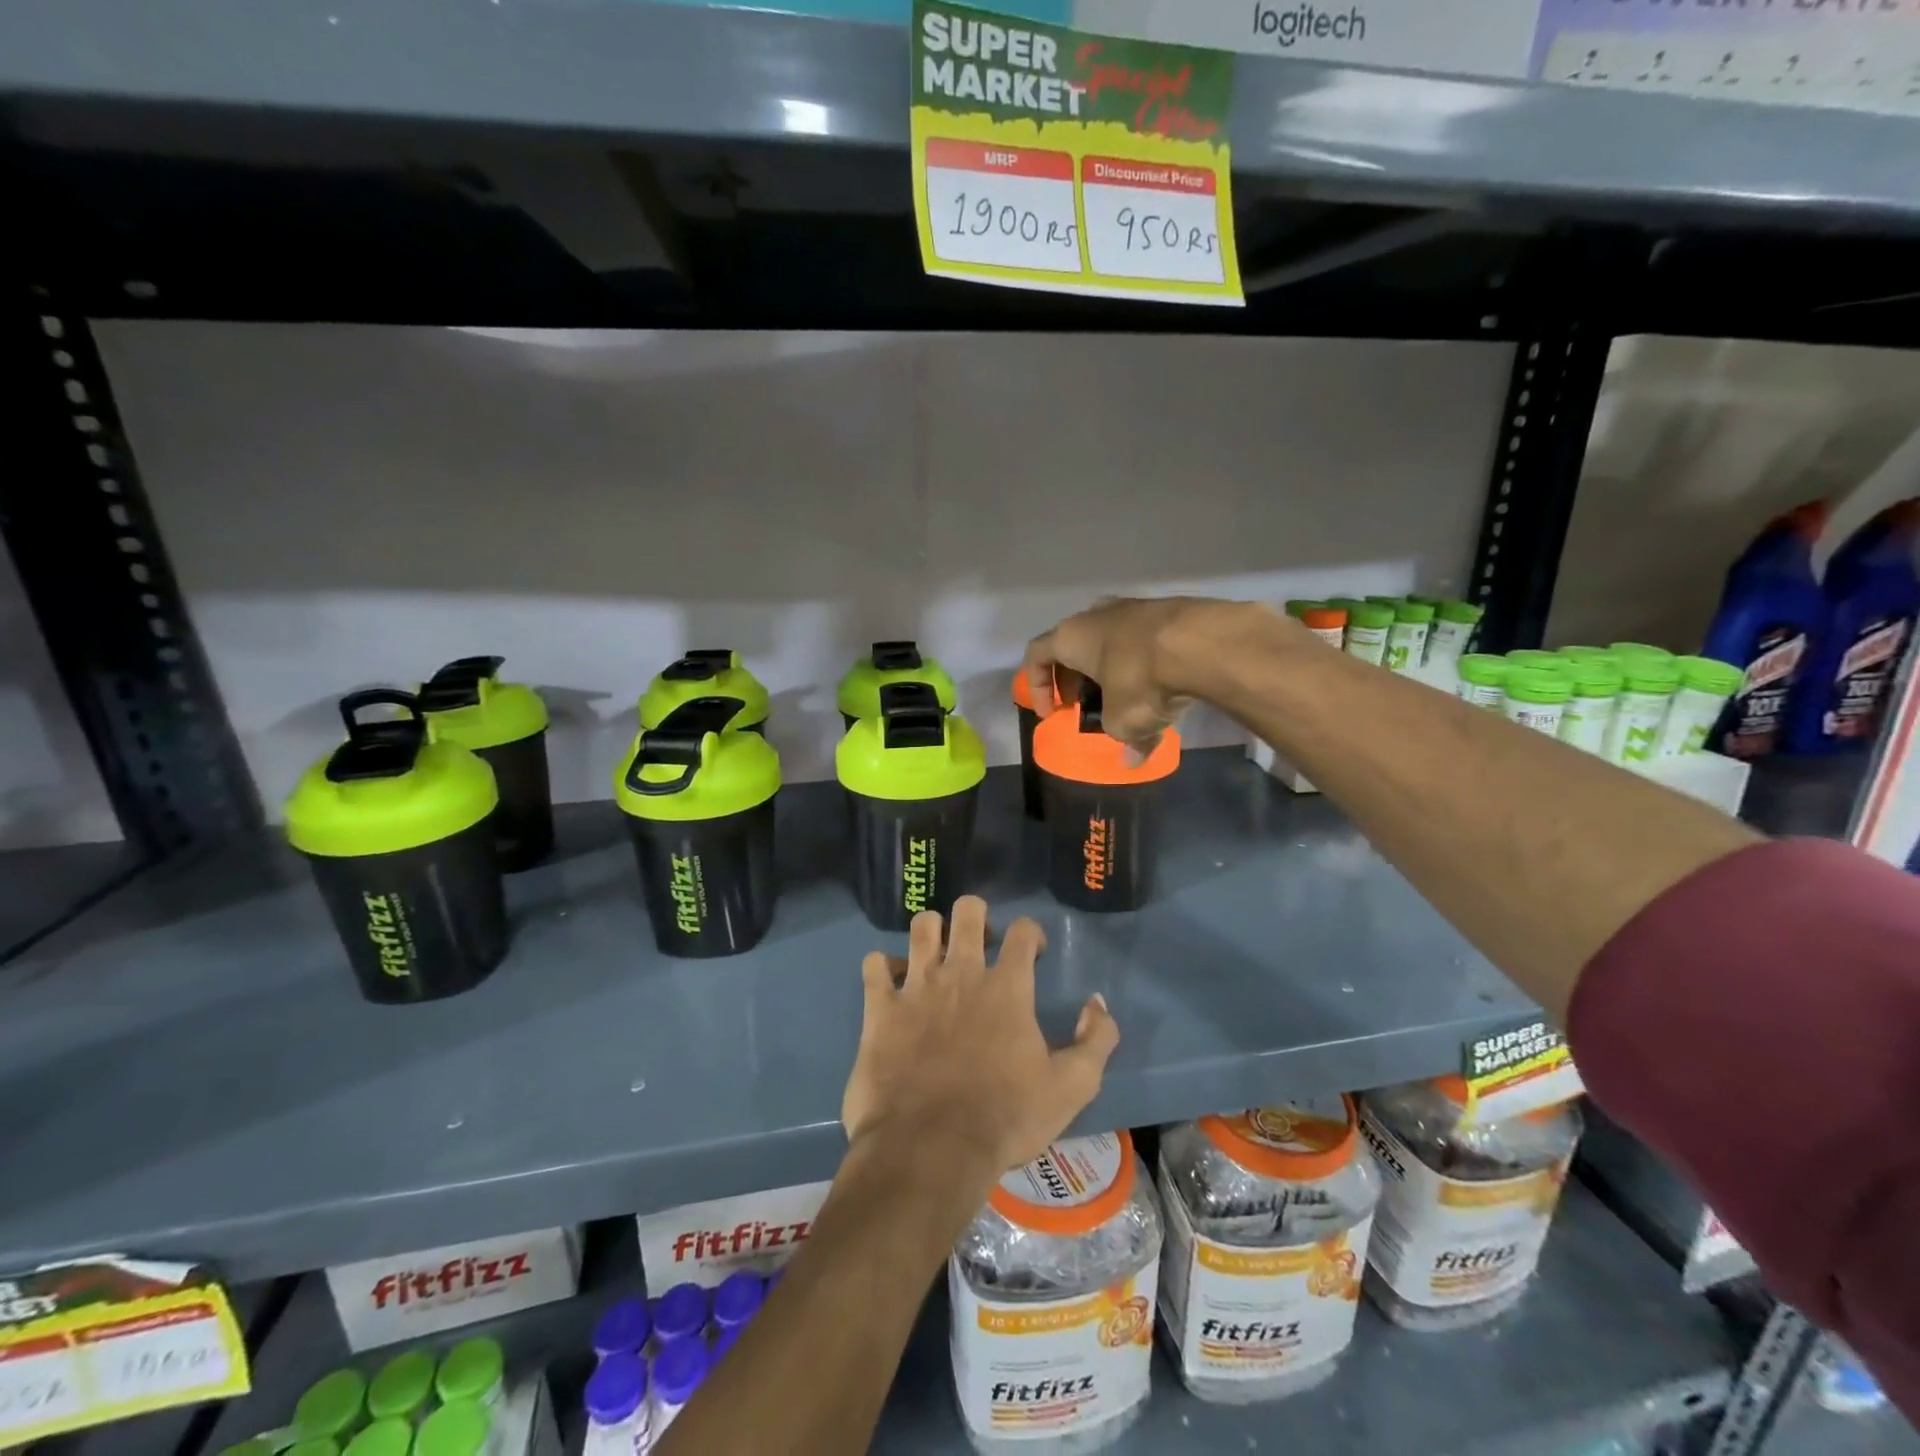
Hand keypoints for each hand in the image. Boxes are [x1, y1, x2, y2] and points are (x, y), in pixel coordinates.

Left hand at [842, 897, 1119, 1189]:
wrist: (930, 1150)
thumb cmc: (1004, 1119)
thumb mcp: (1071, 1088)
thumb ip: (1095, 1041)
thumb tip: (1098, 1003)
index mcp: (1007, 987)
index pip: (1023, 931)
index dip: (1031, 934)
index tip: (1033, 953)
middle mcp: (962, 972)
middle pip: (968, 910)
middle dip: (977, 916)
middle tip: (980, 944)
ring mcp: (917, 986)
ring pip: (922, 925)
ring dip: (931, 932)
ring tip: (936, 955)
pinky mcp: (880, 1008)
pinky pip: (874, 964)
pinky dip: (884, 967)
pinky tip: (892, 983)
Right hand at [1023, 595, 1272, 753]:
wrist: (1204, 642)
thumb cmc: (1142, 680)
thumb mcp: (1125, 721)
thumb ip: (1124, 740)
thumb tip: (1132, 759)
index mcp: (1072, 637)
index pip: (1037, 655)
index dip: (1037, 687)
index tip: (1050, 713)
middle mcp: (1096, 615)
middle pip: (1073, 646)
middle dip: (1074, 678)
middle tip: (1083, 706)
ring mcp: (1134, 607)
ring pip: (1110, 641)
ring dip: (1110, 670)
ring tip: (1124, 698)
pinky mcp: (1168, 610)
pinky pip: (1143, 640)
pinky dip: (1142, 661)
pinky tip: (1159, 684)